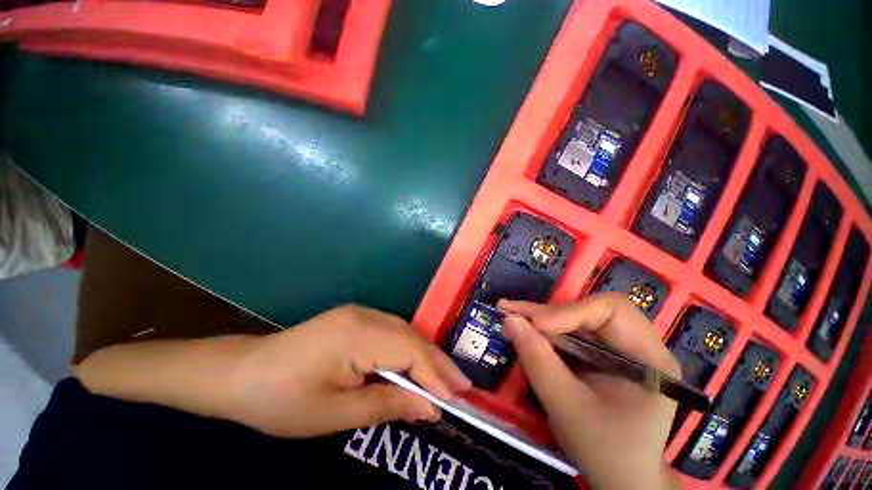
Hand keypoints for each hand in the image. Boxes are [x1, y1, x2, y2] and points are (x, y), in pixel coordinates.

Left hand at [226, 305, 470, 437]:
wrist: (242, 373)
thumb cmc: (282, 400)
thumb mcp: (334, 414)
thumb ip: (386, 405)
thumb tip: (429, 409)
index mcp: (357, 335)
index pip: (409, 351)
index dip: (435, 374)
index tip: (458, 399)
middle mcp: (364, 315)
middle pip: (411, 337)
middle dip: (437, 363)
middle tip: (462, 388)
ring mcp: (360, 312)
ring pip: (405, 332)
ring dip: (426, 356)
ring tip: (445, 380)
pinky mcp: (356, 318)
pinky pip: (392, 332)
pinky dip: (409, 350)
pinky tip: (415, 366)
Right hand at [498, 293, 680, 489]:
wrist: (620, 479)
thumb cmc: (604, 452)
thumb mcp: (567, 408)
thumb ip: (538, 361)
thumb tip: (509, 320)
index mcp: (649, 358)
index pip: (611, 310)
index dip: (569, 312)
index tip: (535, 325)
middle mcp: (638, 344)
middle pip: (589, 310)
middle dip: (546, 313)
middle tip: (509, 312)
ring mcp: (619, 347)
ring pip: (575, 318)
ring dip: (540, 319)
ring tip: (510, 319)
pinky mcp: (601, 353)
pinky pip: (570, 332)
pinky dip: (544, 331)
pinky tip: (523, 330)